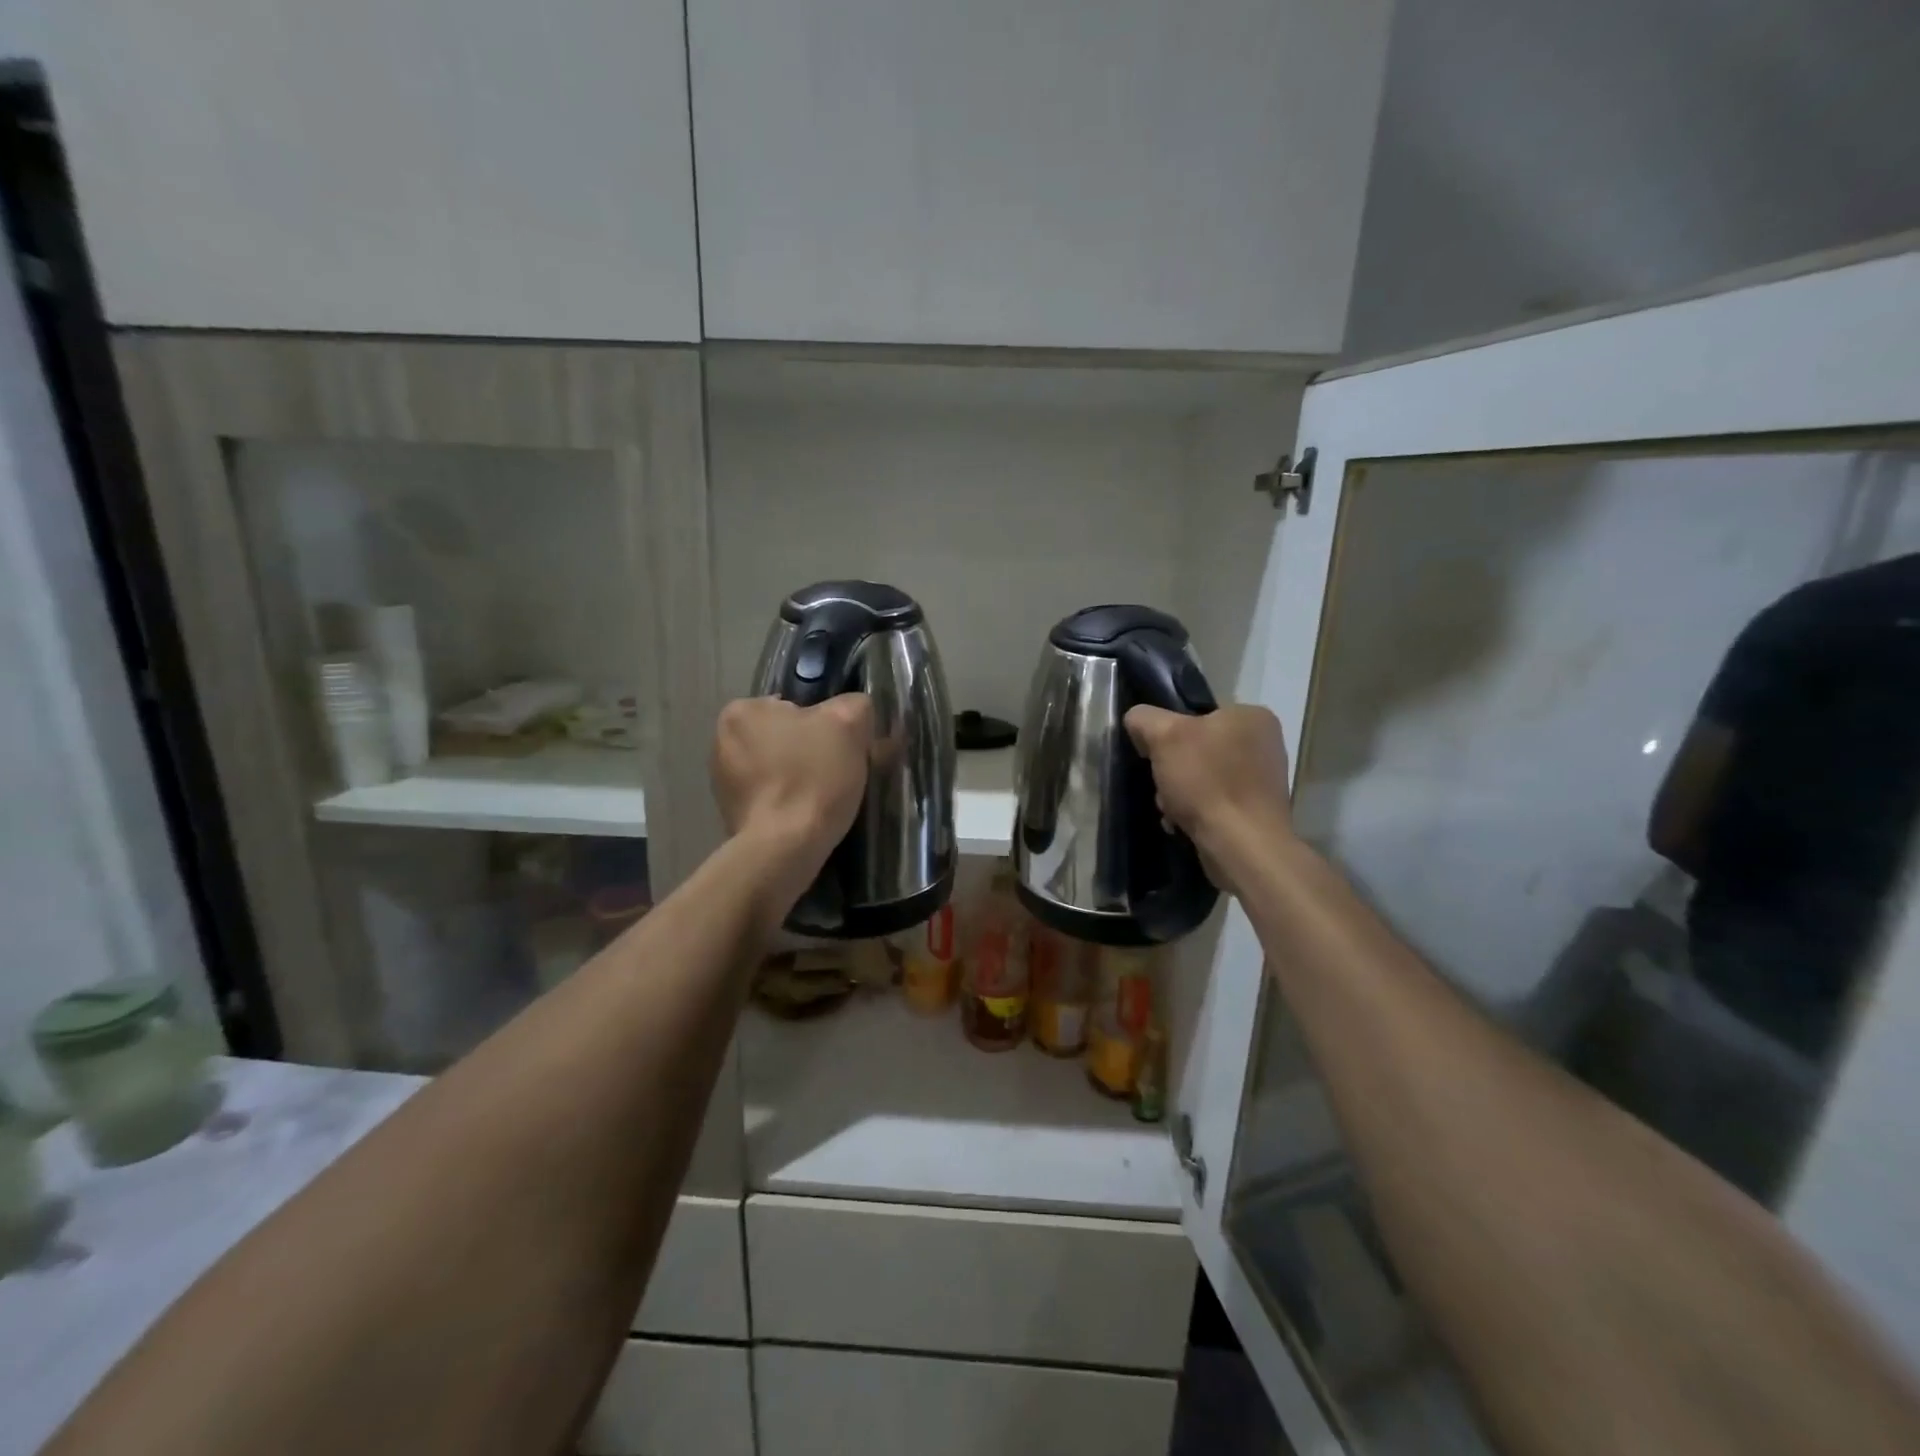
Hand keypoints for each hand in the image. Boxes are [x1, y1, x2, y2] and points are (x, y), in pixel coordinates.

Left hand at [712, 695, 873, 866]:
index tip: (842, 749)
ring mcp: (722, 780)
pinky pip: (770, 796)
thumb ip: (854, 704)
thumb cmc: (812, 777)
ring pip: (778, 767)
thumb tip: (853, 712)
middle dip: (811, 751)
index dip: (826, 726)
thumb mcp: (848, 723)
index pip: (797, 707)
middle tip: (838, 773)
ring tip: (824, 798)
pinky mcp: (730, 813)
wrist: (784, 848)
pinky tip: (805, 815)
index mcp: (742, 710)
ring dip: (799, 777)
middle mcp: (721, 739)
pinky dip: (787, 801)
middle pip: (786, 737)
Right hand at [1124, 704, 1293, 893]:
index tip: (1154, 755)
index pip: (1196, 714)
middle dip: (1172, 769)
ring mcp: (1263, 780)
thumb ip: (1144, 719)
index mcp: (1252, 716)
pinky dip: (1196, 811)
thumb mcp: (1164, 736)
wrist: (1243, 847)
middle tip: (1163, 786)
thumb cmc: (1207, 782)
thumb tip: (1137, 722)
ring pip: (1203, 777)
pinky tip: (1184, 824)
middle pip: (1197, 748)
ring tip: (1172, 810)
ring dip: (1179, 793)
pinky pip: (1215, 802)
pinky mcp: (1257, 811)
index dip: (1168, 733)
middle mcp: (1265, 743)